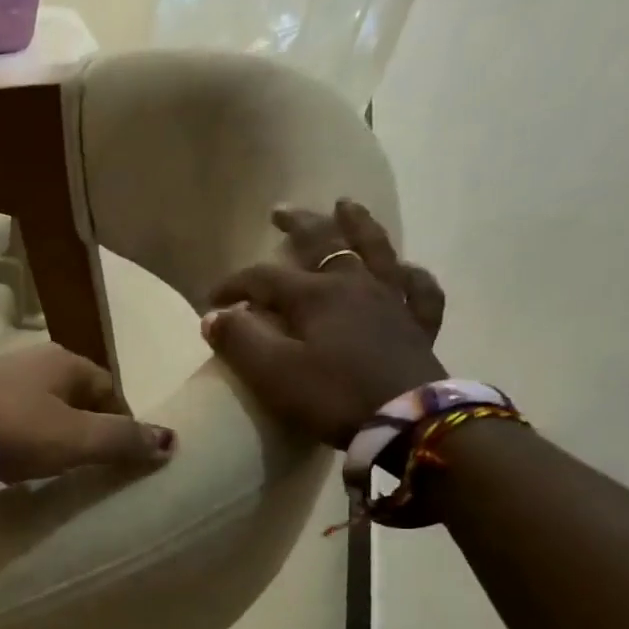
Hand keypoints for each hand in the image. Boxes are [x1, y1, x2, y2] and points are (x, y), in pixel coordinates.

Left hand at [0, 345, 175, 482]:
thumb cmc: (13, 430)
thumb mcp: (75, 439)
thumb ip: (122, 440)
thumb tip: (172, 440)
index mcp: (65, 361)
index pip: (109, 388)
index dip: (122, 421)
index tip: (123, 456)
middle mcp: (33, 360)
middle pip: (75, 396)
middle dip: (87, 427)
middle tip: (90, 464)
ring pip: (41, 406)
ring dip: (52, 432)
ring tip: (54, 466)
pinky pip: (11, 416)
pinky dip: (22, 436)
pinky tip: (15, 459)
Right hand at [202, 199, 446, 446]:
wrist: (408, 422)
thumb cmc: (332, 396)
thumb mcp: (272, 372)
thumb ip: (239, 340)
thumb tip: (214, 316)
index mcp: (316, 295)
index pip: (264, 278)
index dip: (234, 285)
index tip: (211, 301)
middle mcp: (355, 286)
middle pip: (325, 244)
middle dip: (299, 226)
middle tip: (281, 211)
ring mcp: (392, 302)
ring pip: (376, 251)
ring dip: (358, 225)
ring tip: (346, 205)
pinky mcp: (418, 326)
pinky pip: (418, 289)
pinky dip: (410, 275)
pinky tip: (406, 269)